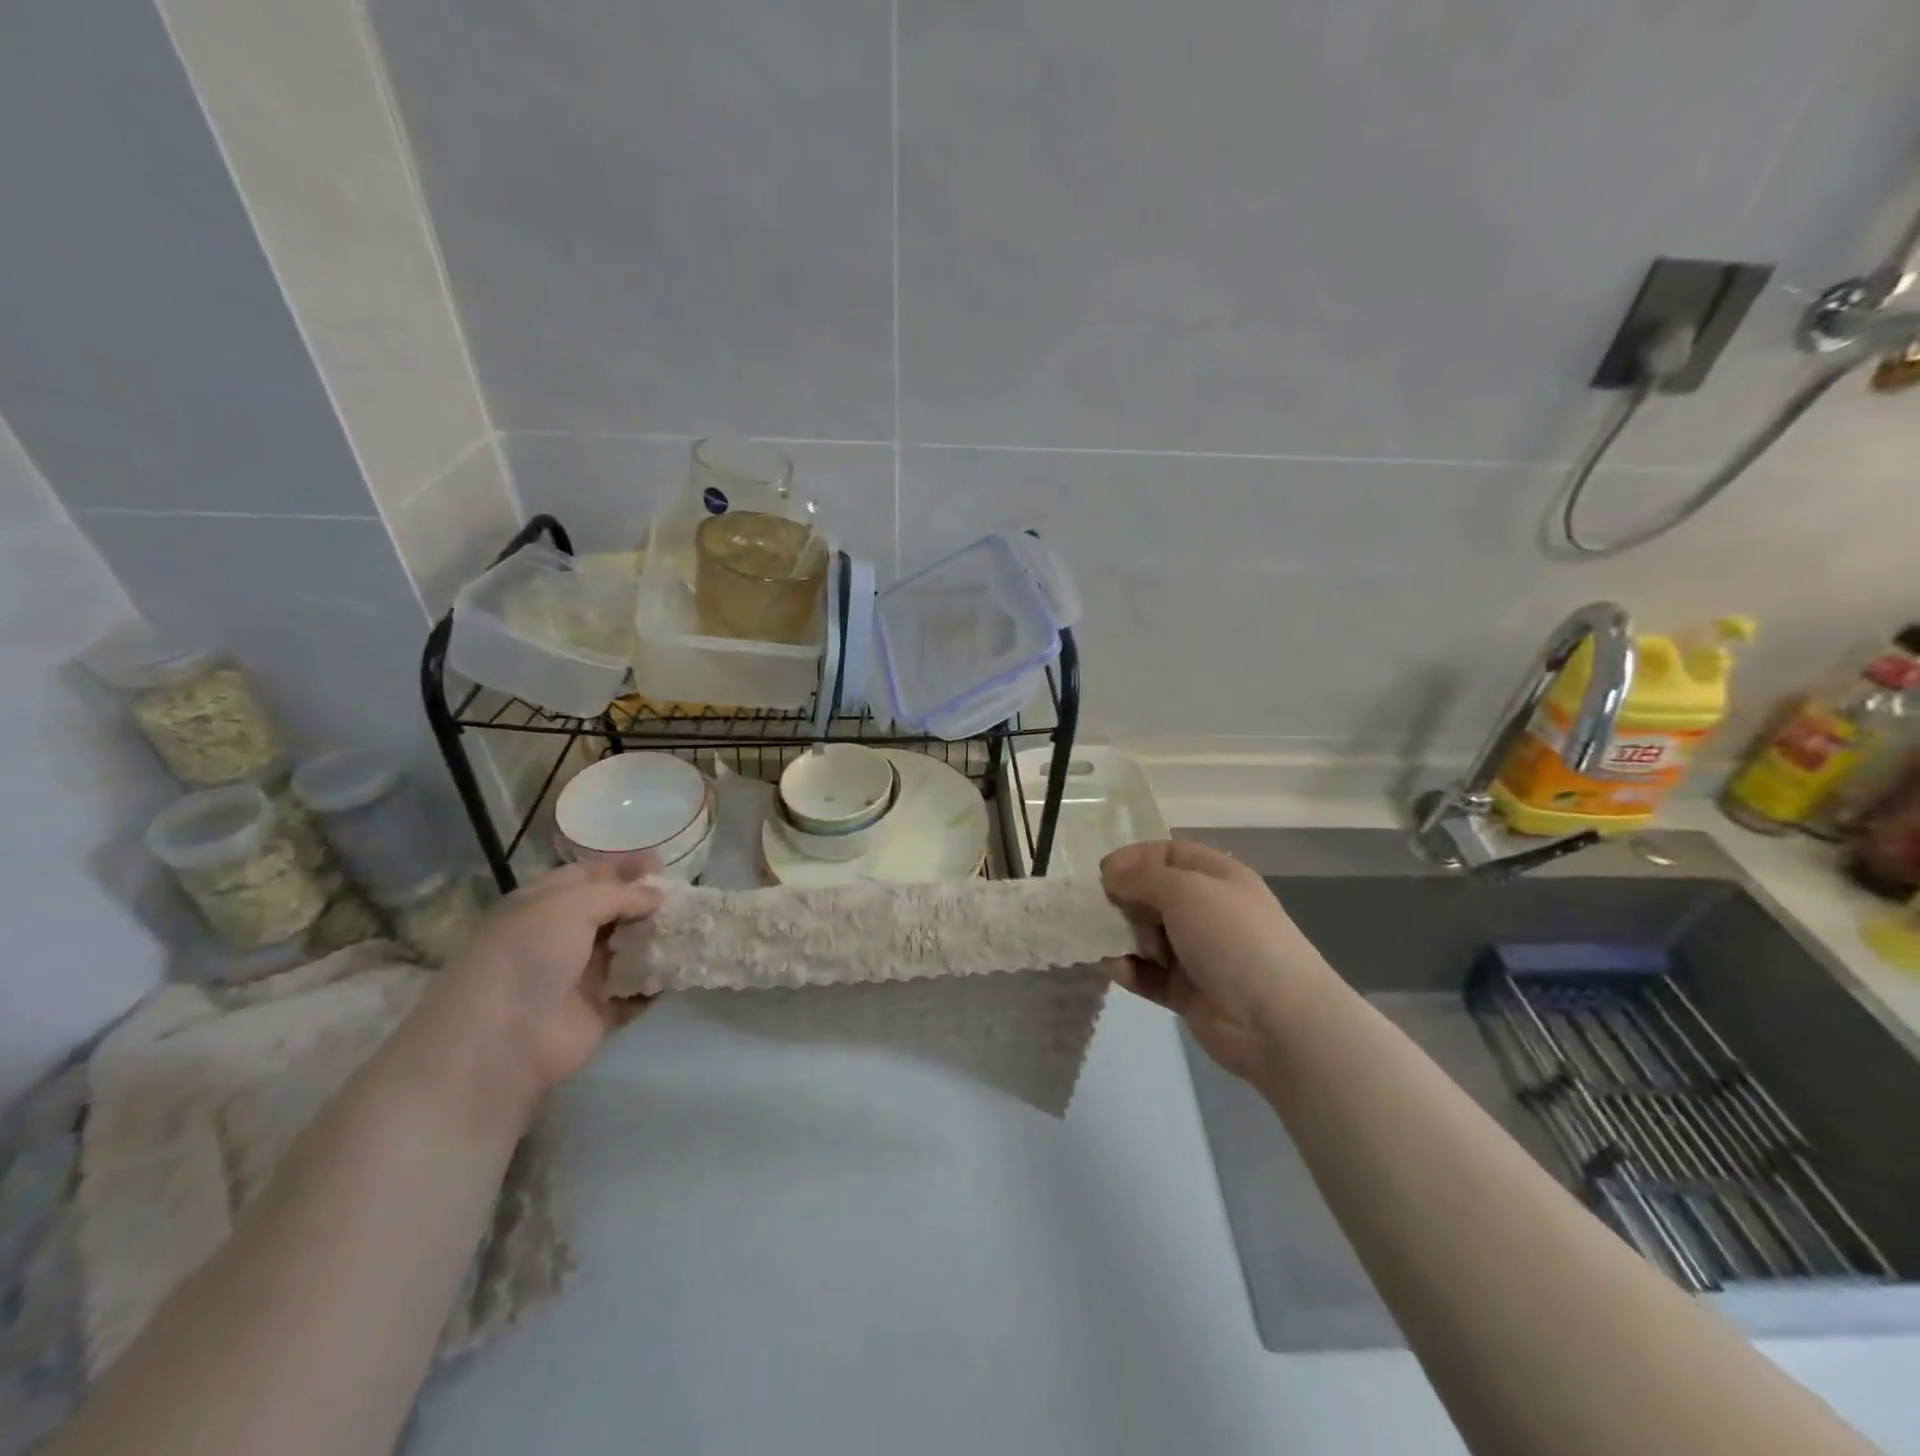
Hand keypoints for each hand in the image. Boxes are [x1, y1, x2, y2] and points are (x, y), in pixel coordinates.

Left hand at [427, 862, 664, 1104]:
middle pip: (613, 912)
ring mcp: (580, 976)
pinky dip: (658, 982)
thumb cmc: (530, 955)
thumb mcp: (572, 904)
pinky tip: (685, 966)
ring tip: (693, 927)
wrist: (502, 1039)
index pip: (588, 876)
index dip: (623, 868)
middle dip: (647, 902)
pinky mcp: (599, 1012)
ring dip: (657, 939)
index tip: (661, 863)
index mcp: (544, 905)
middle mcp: (561, 937)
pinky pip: (636, 991)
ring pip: (628, 949)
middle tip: (684, 896)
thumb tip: (656, 896)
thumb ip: (620, 894)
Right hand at [1101, 840, 1336, 1081]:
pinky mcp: (1185, 990)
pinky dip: (1129, 971)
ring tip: (1103, 944)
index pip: (1167, 854)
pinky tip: (1116, 970)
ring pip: (1144, 935)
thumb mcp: (1186, 890)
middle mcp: (1205, 910)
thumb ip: (1142, 878)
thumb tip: (1110, 875)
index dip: (1134, 859)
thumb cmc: (1233, 939)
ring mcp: (1195, 952)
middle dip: (1122, 900)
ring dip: (1121, 938)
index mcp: (1215, 876)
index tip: (1102, 874)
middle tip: (1097, 911)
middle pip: (1151, 894)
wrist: (1277, 1021)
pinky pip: (1147, 974)